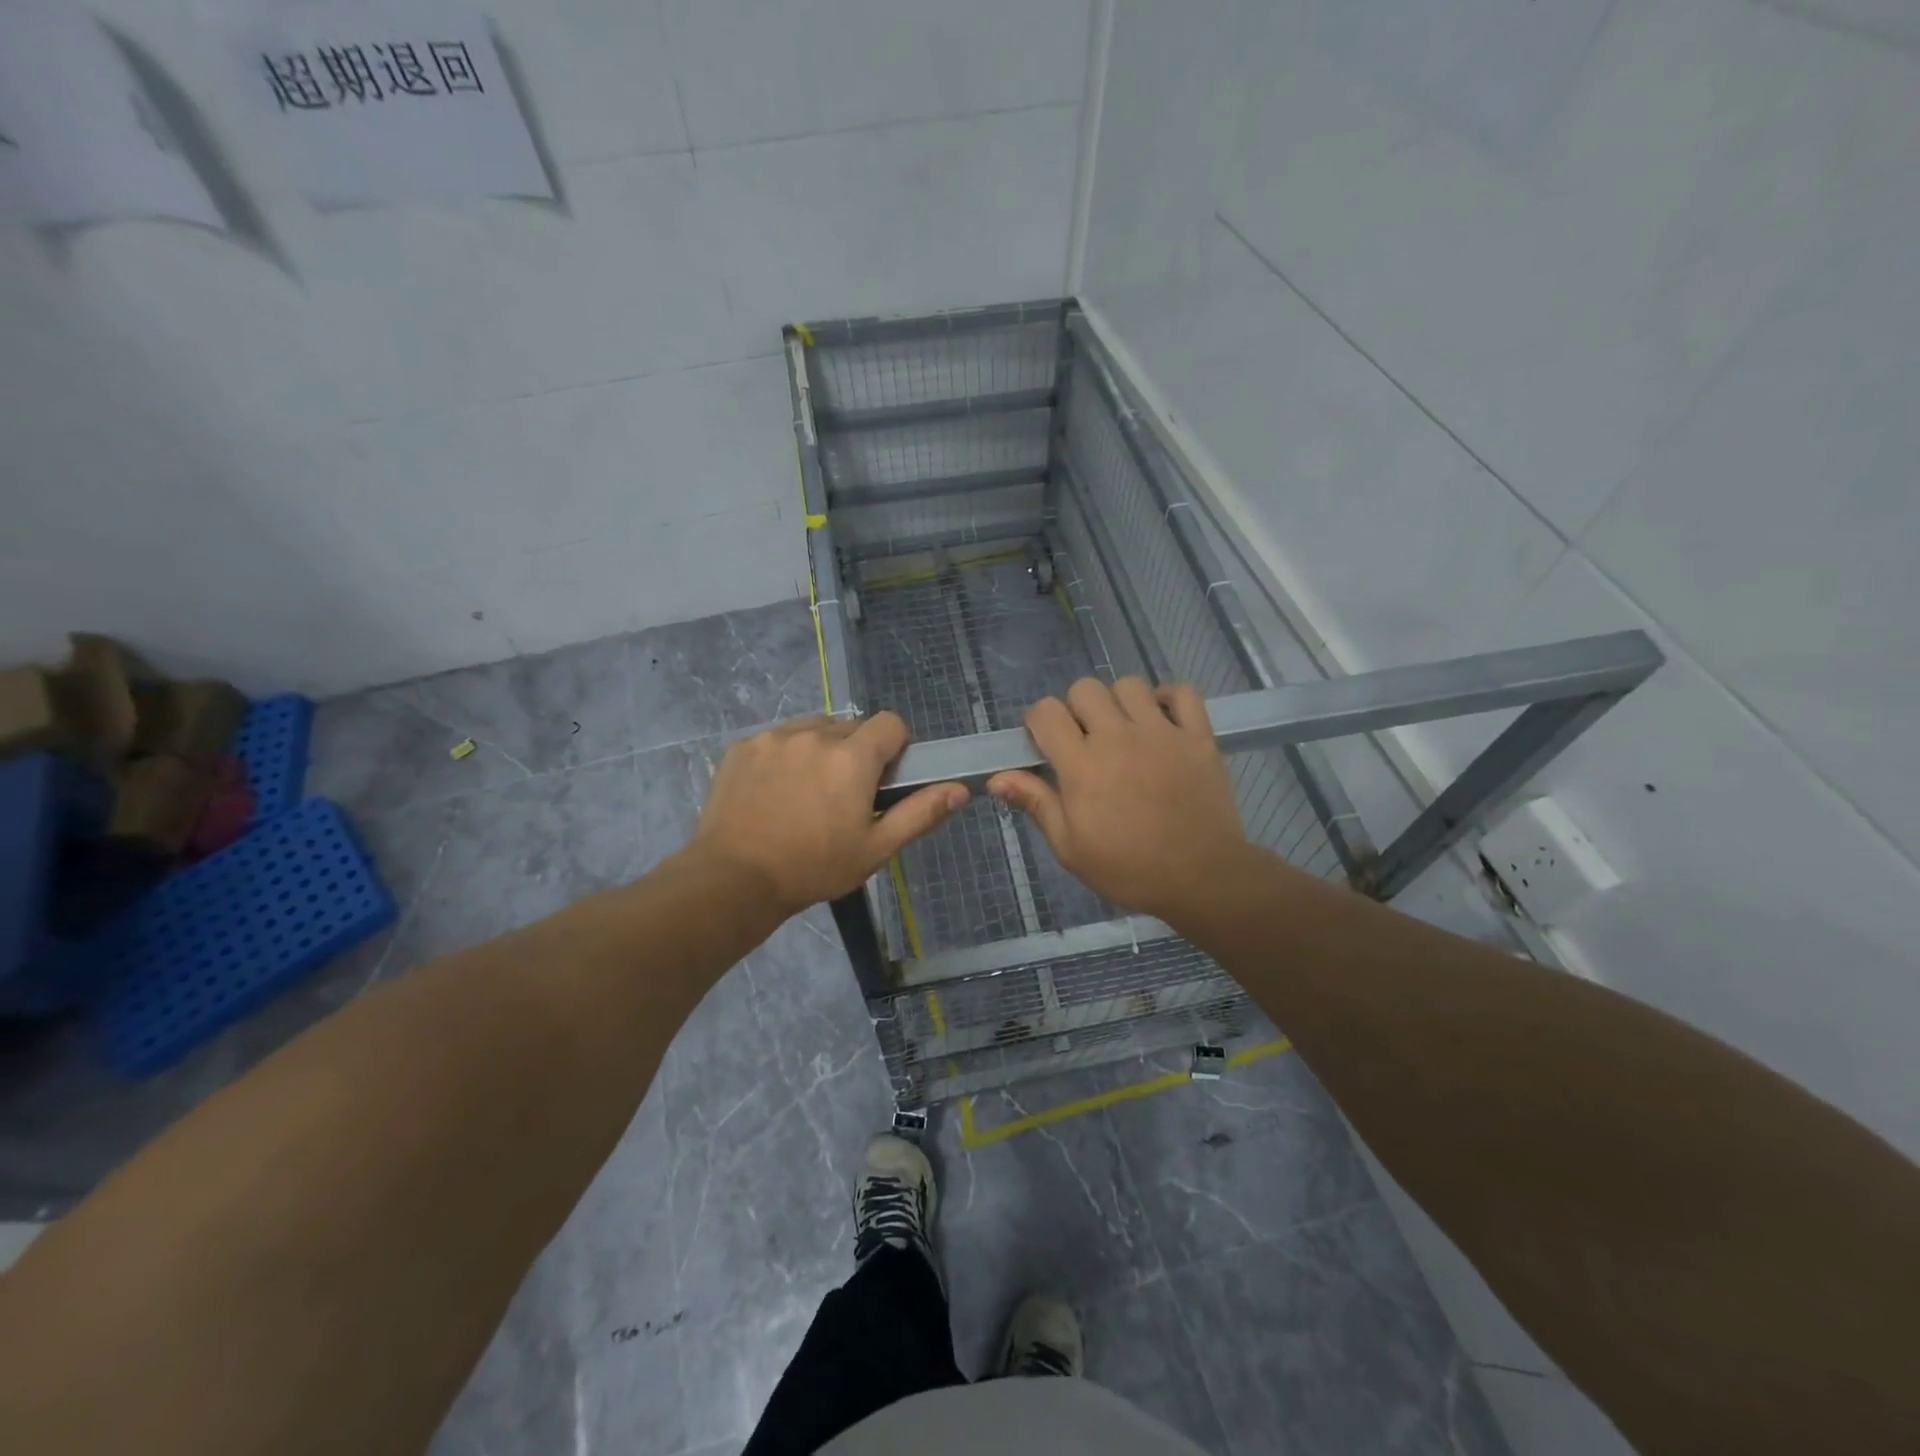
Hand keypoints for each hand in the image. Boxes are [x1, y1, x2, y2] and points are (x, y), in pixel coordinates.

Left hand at [692, 712, 966, 913]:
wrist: (733, 879)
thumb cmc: (813, 867)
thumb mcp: (875, 848)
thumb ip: (920, 813)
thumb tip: (960, 789)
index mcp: (852, 757)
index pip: (891, 723)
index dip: (896, 746)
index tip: (885, 778)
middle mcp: (815, 734)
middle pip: (851, 726)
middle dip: (856, 752)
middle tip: (844, 795)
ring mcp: (774, 737)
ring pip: (814, 728)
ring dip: (821, 749)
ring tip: (808, 792)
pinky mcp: (743, 747)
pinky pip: (778, 738)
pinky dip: (786, 755)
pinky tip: (775, 792)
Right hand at [988, 677, 1254, 924]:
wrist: (1202, 878)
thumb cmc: (1129, 869)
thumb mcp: (1071, 848)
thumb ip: (1036, 804)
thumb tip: (996, 779)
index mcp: (1082, 765)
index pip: (1046, 712)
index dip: (1039, 723)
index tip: (1045, 745)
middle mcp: (1119, 737)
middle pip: (1085, 689)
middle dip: (1076, 710)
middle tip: (1085, 741)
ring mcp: (1162, 732)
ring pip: (1129, 685)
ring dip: (1118, 703)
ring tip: (1123, 732)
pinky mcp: (1198, 736)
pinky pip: (1181, 693)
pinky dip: (1168, 699)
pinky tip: (1161, 721)